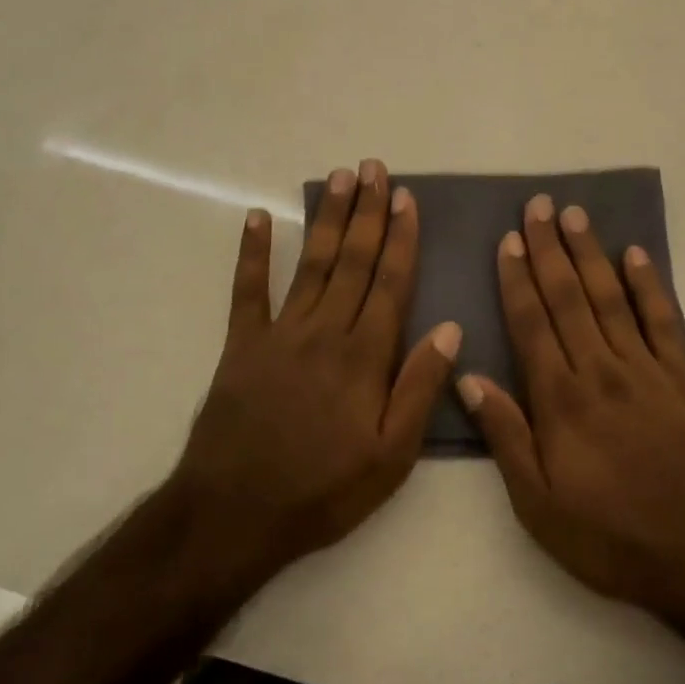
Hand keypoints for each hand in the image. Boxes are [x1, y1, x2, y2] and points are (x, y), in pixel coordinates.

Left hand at [164, 159, 461, 597]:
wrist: (234, 514)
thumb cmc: (324, 490)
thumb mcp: (391, 456)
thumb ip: (420, 389)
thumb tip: (451, 330)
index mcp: (364, 357)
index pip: (390, 283)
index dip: (401, 239)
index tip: (407, 199)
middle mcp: (324, 332)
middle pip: (352, 261)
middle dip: (367, 212)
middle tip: (374, 169)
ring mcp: (279, 335)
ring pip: (311, 264)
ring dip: (327, 219)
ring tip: (339, 178)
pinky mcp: (241, 347)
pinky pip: (247, 291)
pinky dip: (253, 253)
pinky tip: (258, 219)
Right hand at [455, 194, 684, 625]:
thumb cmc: (608, 536)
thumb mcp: (538, 504)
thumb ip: (506, 436)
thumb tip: (470, 376)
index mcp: (562, 401)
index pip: (532, 325)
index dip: (518, 280)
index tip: (508, 241)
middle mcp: (602, 372)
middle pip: (570, 299)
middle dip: (551, 251)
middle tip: (539, 207)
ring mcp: (647, 372)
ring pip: (613, 300)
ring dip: (593, 255)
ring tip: (576, 217)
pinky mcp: (684, 381)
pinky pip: (664, 323)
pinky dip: (650, 287)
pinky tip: (637, 256)